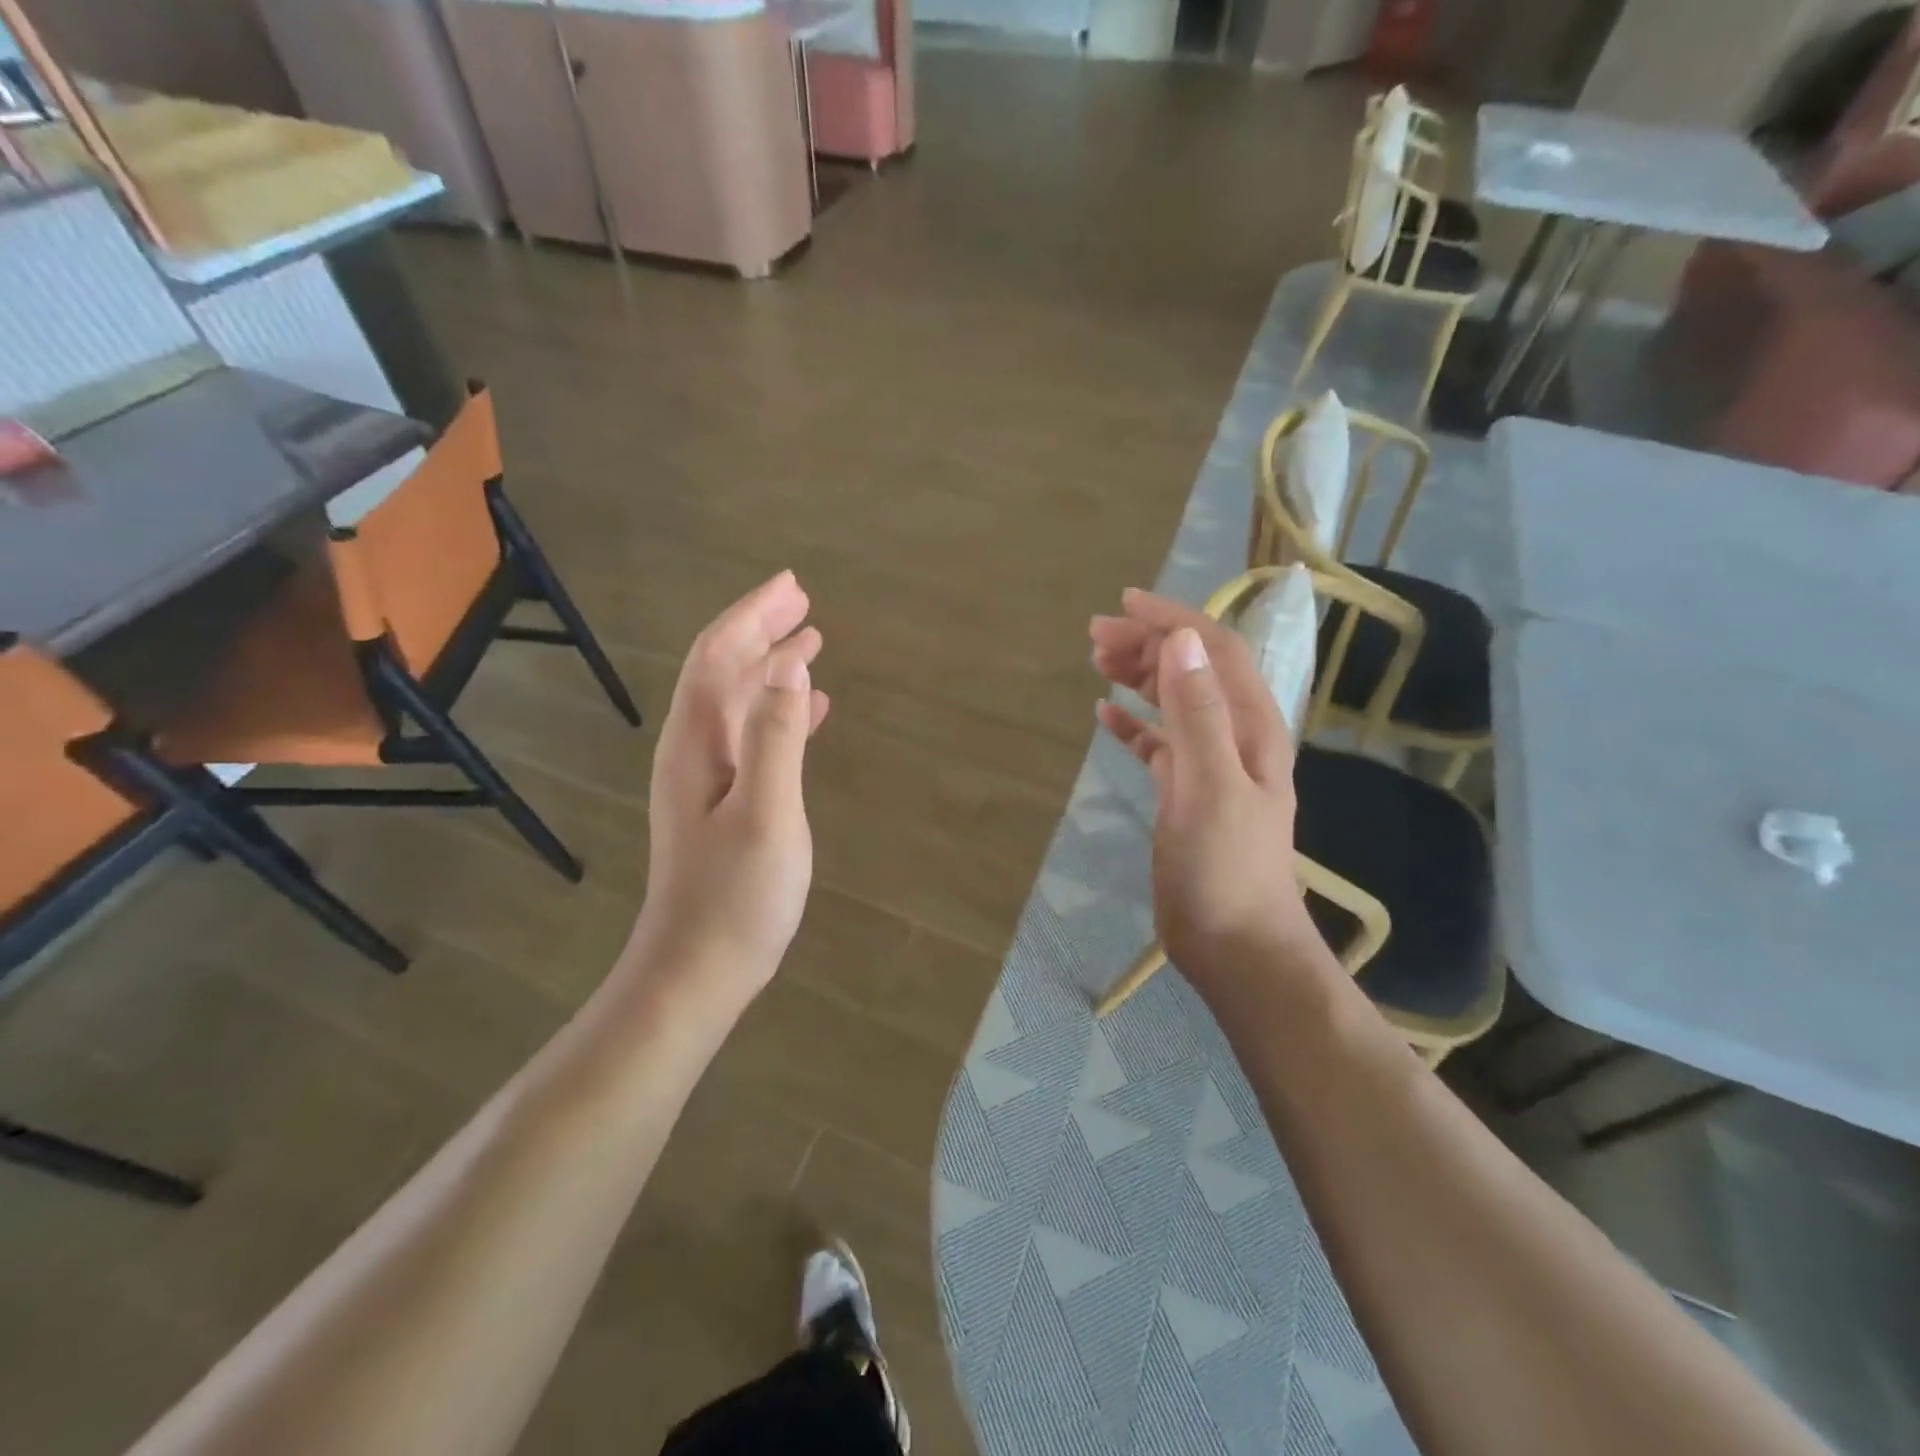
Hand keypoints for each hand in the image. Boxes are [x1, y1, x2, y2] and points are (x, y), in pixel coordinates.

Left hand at [629, 571, 830, 1005]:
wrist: (697, 971)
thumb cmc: (735, 895)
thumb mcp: (765, 811)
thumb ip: (775, 736)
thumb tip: (789, 664)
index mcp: (696, 743)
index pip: (718, 658)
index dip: (753, 617)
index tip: (792, 587)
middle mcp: (694, 750)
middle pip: (724, 672)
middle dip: (761, 632)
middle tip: (804, 604)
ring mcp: (707, 779)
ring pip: (739, 703)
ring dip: (772, 668)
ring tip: (811, 643)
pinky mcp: (724, 804)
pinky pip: (753, 737)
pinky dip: (780, 713)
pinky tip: (810, 713)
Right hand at [1090, 589, 1316, 996]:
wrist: (1235, 945)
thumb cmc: (1225, 868)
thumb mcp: (1210, 786)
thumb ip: (1198, 713)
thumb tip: (1179, 641)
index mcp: (1249, 727)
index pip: (1214, 652)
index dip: (1174, 620)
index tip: (1125, 603)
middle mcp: (1233, 737)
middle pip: (1191, 671)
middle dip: (1148, 644)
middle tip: (1095, 635)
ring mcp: (1209, 766)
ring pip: (1173, 703)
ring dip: (1139, 677)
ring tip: (1097, 661)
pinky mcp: (1184, 795)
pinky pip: (1157, 745)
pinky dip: (1133, 725)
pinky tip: (1104, 715)